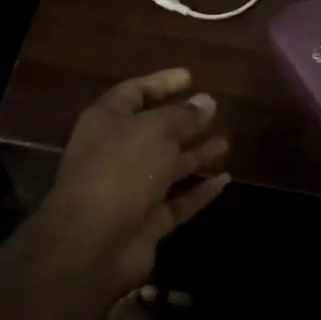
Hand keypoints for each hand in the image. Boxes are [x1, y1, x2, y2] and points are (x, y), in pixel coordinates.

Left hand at [39, 68, 230, 295]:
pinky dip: (200, 191)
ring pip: (169, 166)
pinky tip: (225, 180)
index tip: (191, 77)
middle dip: (184, 121)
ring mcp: (132, 188)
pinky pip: (178, 200)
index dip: (162, 82)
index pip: (135, 92)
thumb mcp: (155, 131)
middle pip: (154, 130)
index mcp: (107, 121)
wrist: (93, 242)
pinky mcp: (147, 220)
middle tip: (215, 110)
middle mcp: (117, 151)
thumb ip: (183, 116)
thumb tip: (207, 101)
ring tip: (227, 143)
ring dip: (196, 154)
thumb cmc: (121, 170)